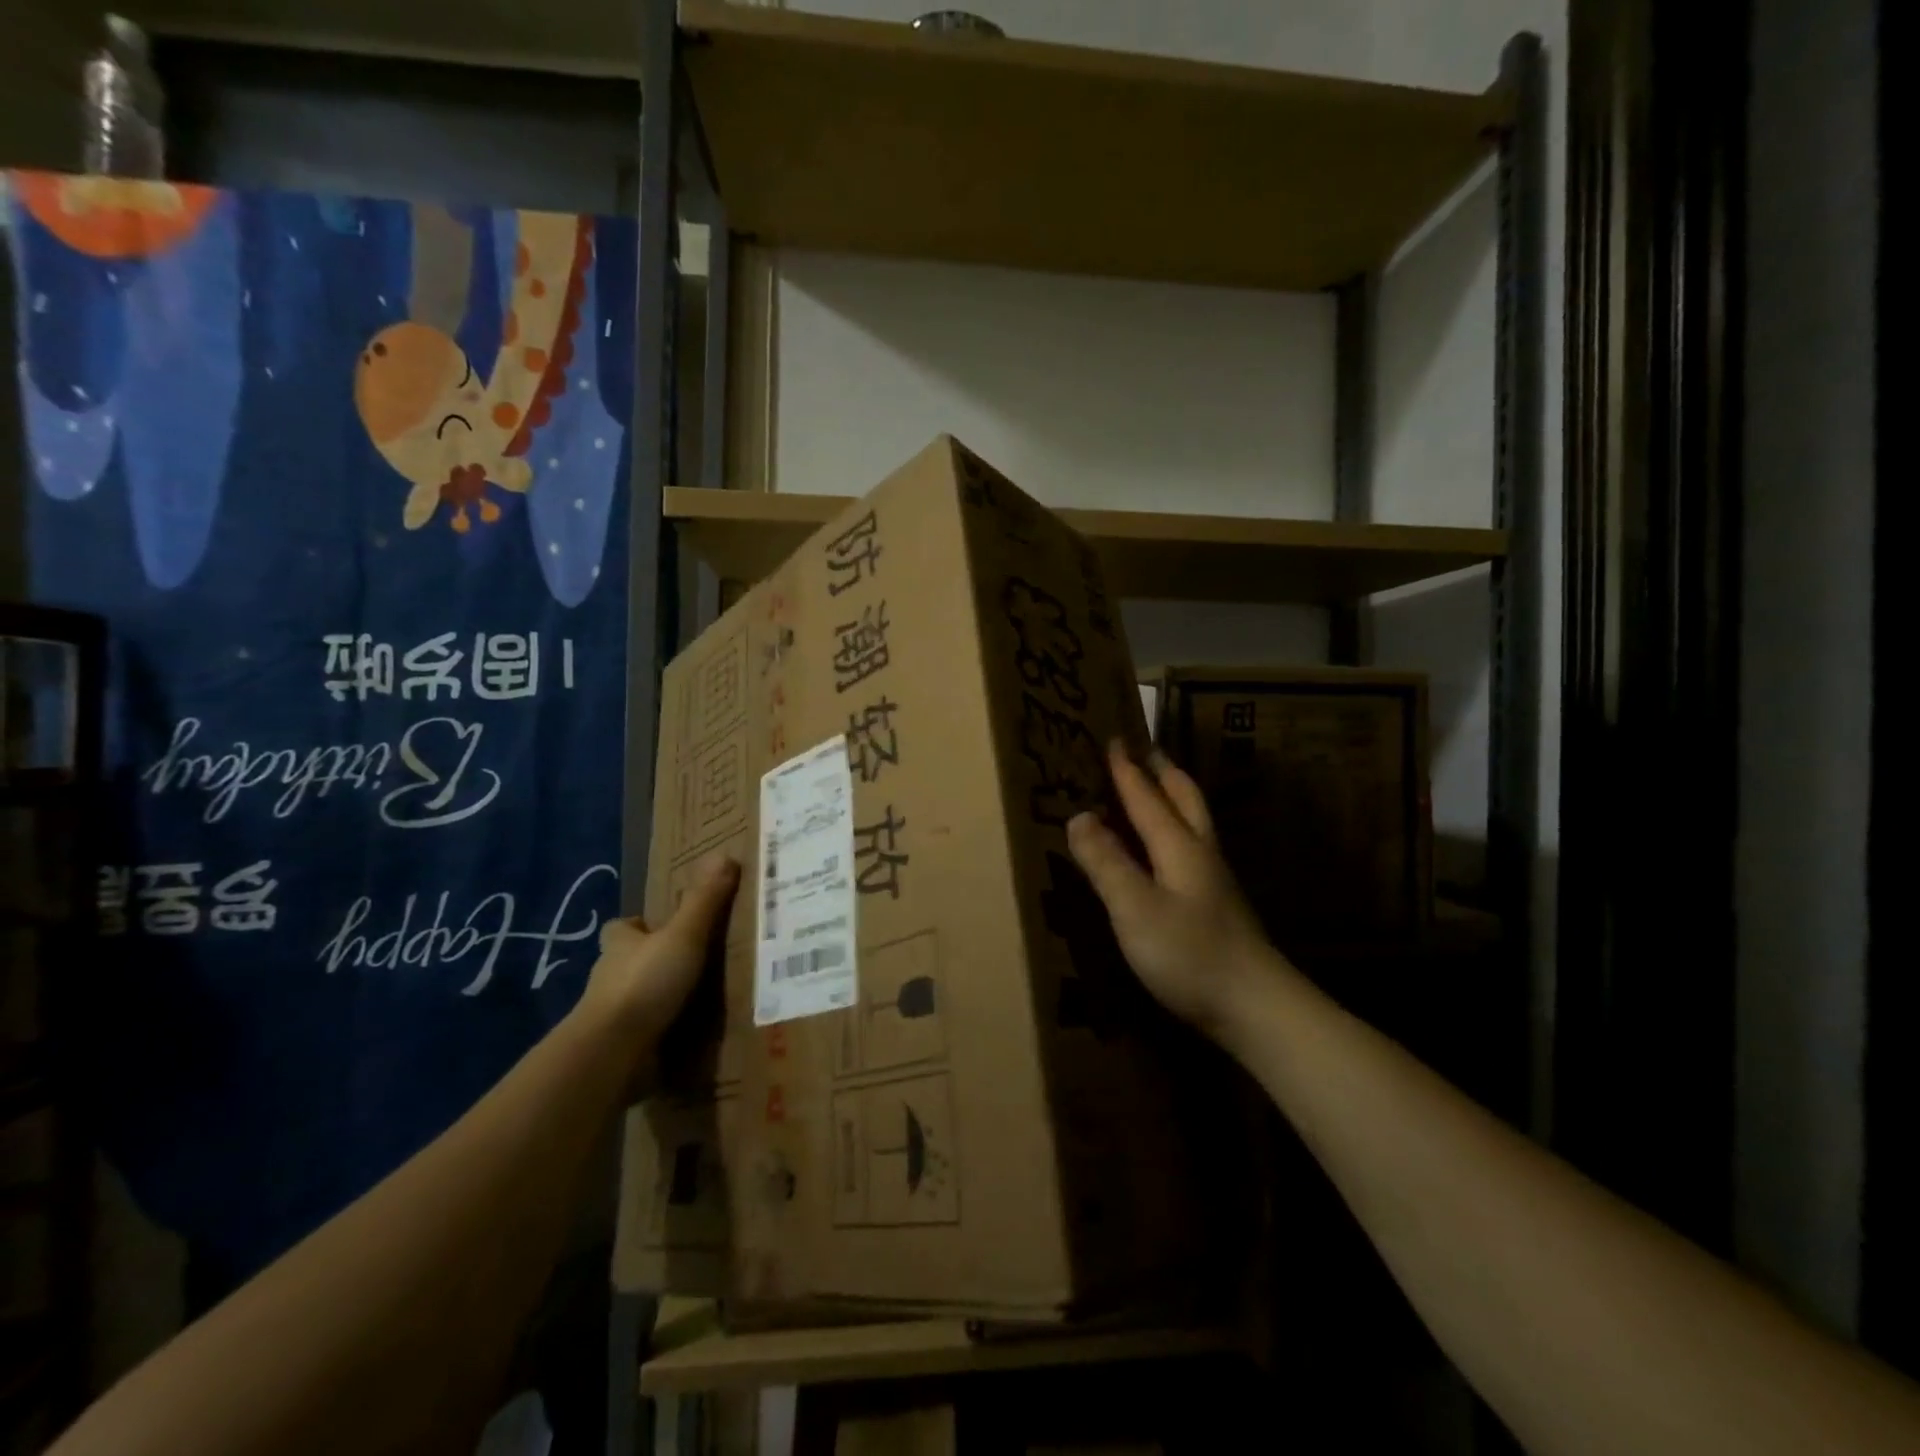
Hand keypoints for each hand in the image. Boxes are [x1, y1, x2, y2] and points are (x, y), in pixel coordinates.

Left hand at [576, 856, 739, 1057]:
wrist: (613, 1052)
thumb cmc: (645, 983)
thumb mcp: (683, 935)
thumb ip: (704, 900)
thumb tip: (724, 855)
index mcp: (621, 945)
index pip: (622, 928)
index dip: (639, 925)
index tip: (662, 926)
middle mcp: (611, 977)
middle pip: (630, 962)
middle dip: (654, 961)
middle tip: (694, 961)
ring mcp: (614, 1016)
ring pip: (638, 999)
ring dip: (660, 999)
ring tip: (701, 999)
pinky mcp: (622, 1048)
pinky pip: (646, 1034)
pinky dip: (663, 1033)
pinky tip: (690, 1036)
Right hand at [1067, 742, 1280, 1036]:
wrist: (1256, 1006)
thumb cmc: (1190, 954)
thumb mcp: (1134, 908)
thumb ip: (1106, 862)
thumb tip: (1078, 816)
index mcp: (1178, 845)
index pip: (1146, 797)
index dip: (1127, 769)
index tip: (1113, 738)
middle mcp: (1200, 852)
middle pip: (1183, 798)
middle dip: (1161, 770)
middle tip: (1144, 749)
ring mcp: (1213, 879)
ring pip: (1193, 820)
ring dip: (1173, 794)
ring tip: (1156, 784)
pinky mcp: (1217, 904)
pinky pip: (1191, 845)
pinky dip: (1176, 826)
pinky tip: (1168, 845)